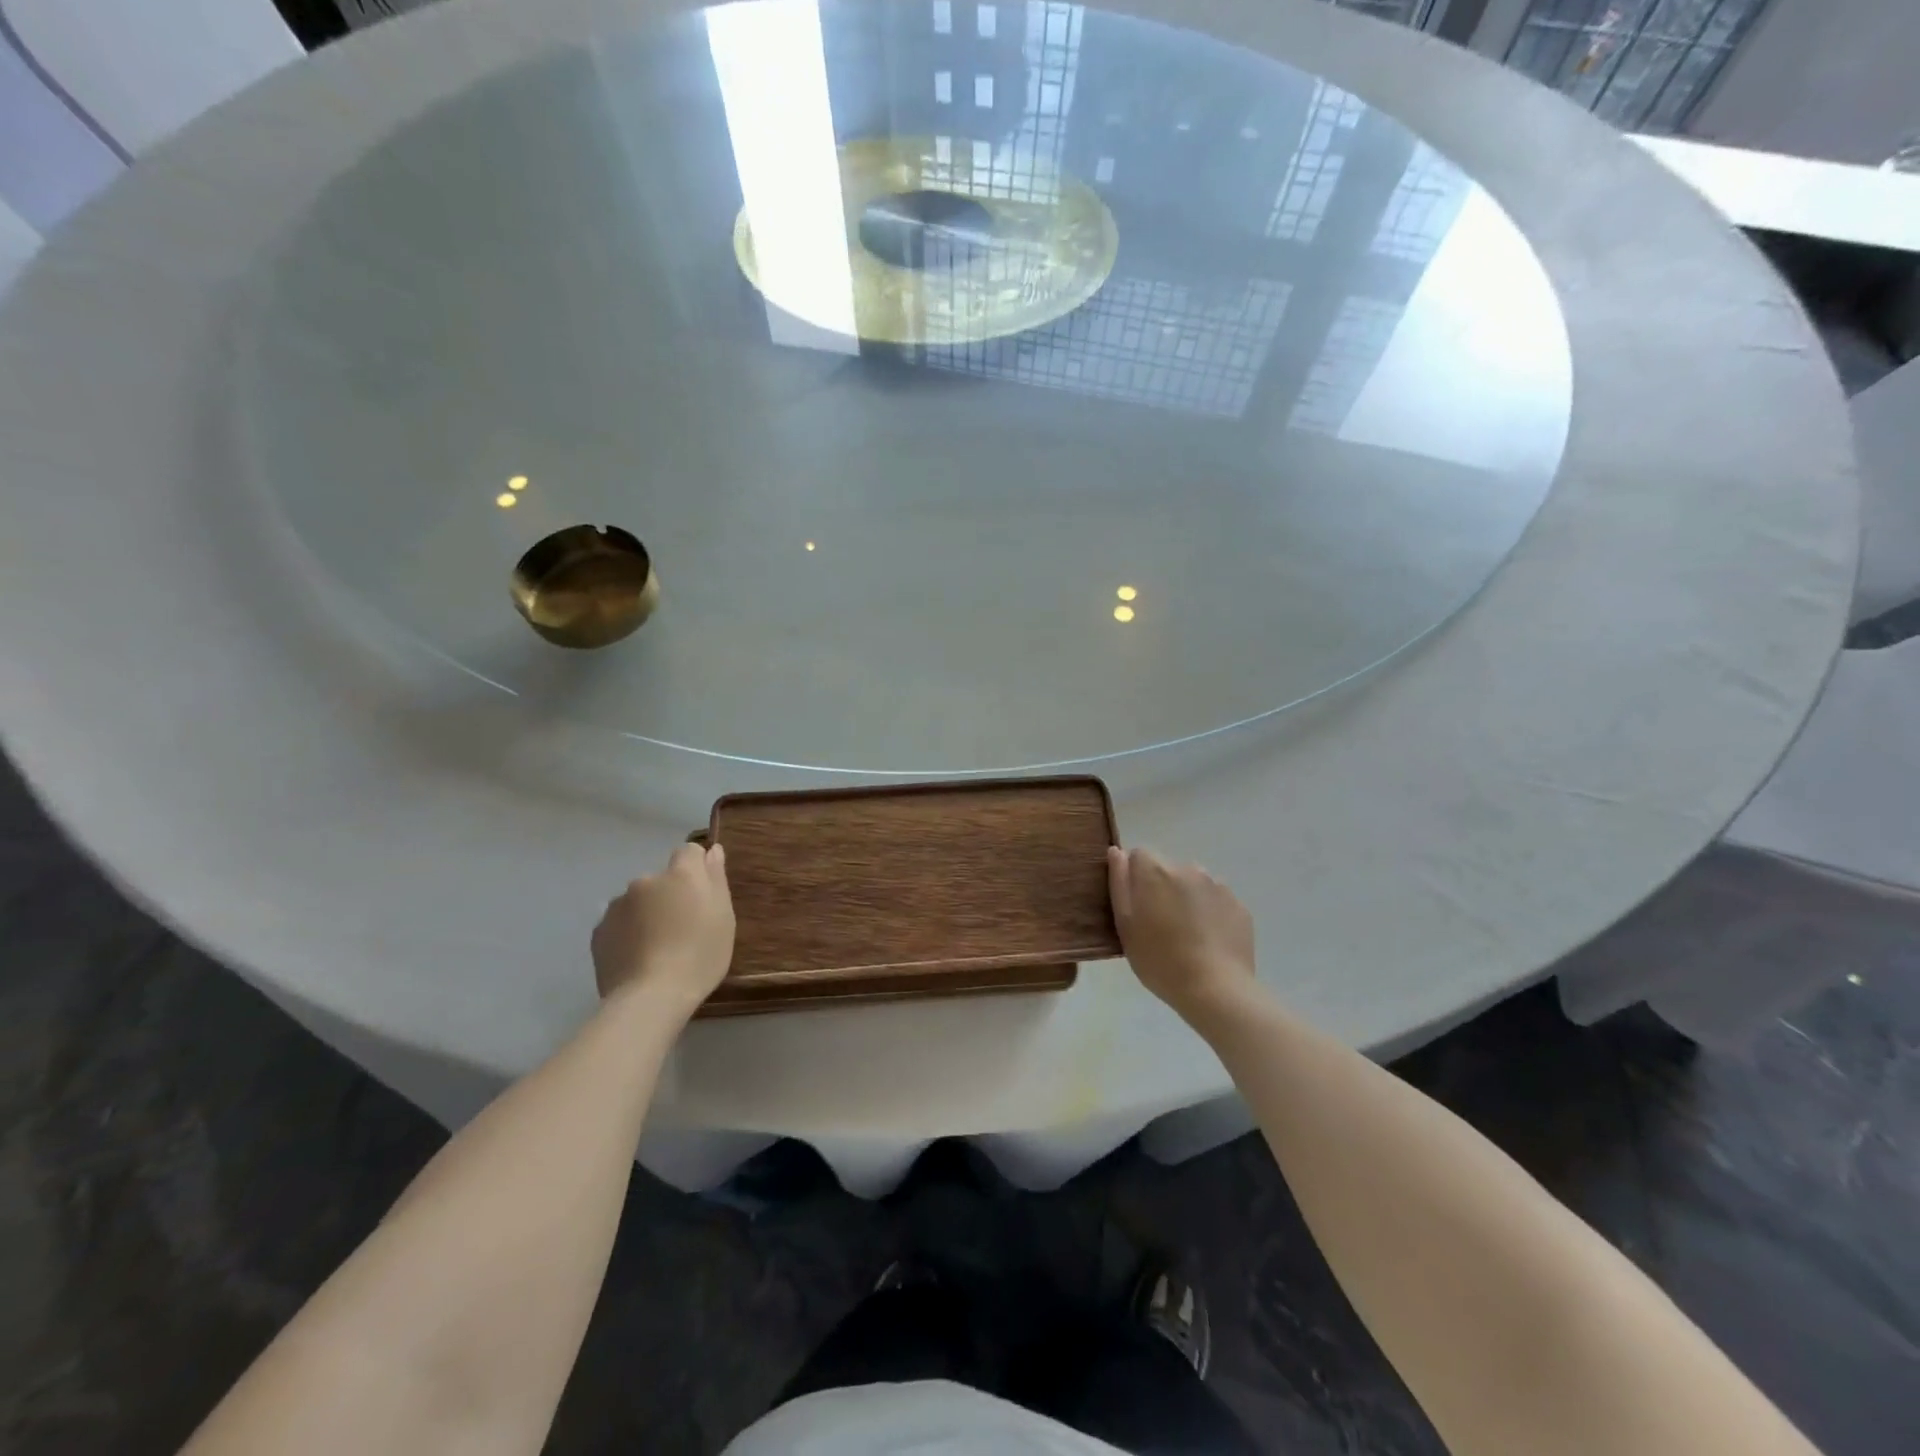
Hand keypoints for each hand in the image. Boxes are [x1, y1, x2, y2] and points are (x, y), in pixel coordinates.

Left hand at [592, 843, 735, 1016]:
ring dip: (647, 914)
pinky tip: (637, 958)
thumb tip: (713, 850)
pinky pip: (619, 925)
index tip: (702, 895)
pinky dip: (628, 934)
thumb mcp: (723, 917)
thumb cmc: (700, 955)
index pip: (688, 852)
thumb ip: (716, 878)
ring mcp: (617, 906)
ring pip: (638, 902)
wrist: (651, 997)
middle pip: (661, 880)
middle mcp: (645, 881)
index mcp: (680, 875)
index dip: (697, 869)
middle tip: (682, 929)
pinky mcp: (599, 932)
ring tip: (656, 948)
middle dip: (669, 896)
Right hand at [1108, 847, 1256, 1021]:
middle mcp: (1188, 868)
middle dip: (1162, 888)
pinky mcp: (1238, 906)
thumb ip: (1119, 883)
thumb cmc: (1160, 960)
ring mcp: (1218, 886)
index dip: (1135, 877)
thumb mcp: (1125, 925)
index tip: (1137, 906)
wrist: (1216, 990)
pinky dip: (1210, 913)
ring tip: (1187, 936)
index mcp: (1156, 871)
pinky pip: (1216, 901)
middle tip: (1160, 926)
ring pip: (1194, 884)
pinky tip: (1208, 942)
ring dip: (1187, 899)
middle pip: (1168, 869)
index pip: (1139, 855)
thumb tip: (1117, 852)